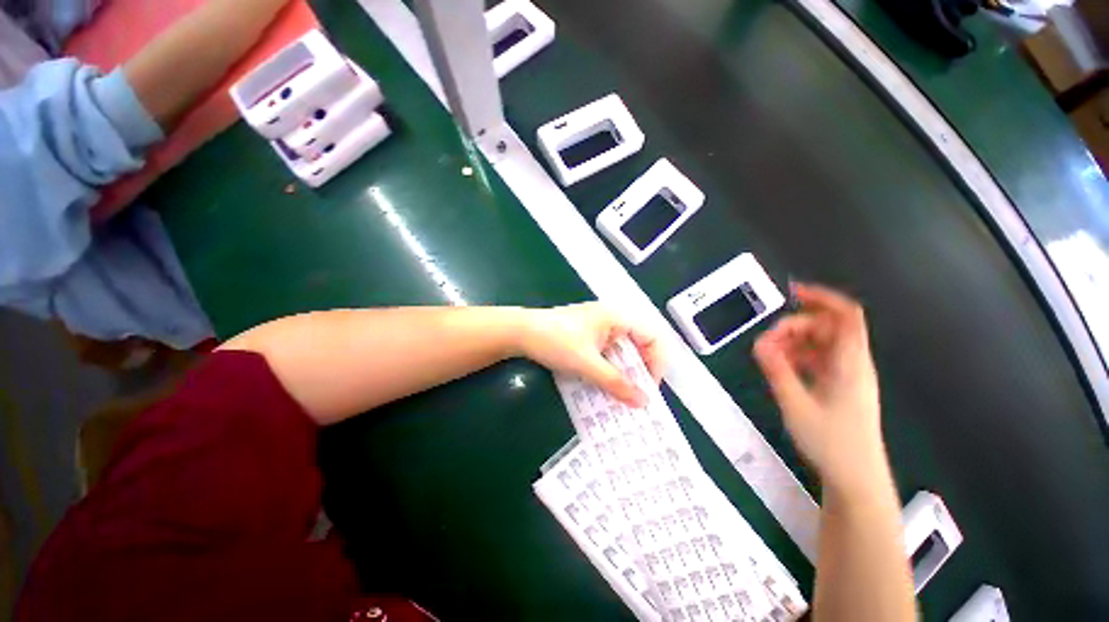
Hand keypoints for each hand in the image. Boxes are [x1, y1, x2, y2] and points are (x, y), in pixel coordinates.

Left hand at [519, 303, 664, 406]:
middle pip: (638, 345)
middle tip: (636, 396)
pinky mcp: (586, 336)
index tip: (648, 388)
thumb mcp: (587, 364)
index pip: (653, 337)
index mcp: (617, 318)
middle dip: (639, 371)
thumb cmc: (556, 341)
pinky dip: (608, 369)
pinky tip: (603, 384)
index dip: (656, 362)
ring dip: (623, 372)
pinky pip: (606, 353)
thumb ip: (616, 382)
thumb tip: (643, 402)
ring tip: (621, 395)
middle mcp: (611, 320)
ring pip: (621, 351)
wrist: (520, 332)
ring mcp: (598, 327)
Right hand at [753, 284, 885, 495]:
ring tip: (769, 355)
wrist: (855, 479)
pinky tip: (781, 366)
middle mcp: (852, 363)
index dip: (822, 297)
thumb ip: (777, 369)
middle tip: (767, 341)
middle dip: (795, 326)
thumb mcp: (796, 404)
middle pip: (827, 327)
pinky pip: (818, 359)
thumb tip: (759, 342)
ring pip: (821, 343)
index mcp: (850, 363)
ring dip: (794, 342)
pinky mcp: (839, 387)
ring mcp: (847, 376)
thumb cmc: (831, 442)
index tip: (792, 293)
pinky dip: (798, 356)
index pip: (846, 315)